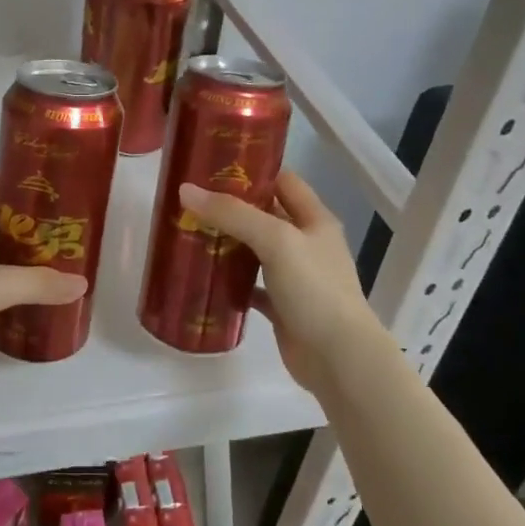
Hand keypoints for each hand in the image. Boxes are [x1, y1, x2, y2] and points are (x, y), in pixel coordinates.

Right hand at [178, 172, 385, 392]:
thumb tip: (185, 190)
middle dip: (230, 207)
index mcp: (314, 220)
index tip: (212, 166)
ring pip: (255, 250)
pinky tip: (203, 275)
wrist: (339, 359)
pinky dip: (230, 280)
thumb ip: (232, 214)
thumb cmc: (315, 290)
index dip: (252, 170)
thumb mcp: (276, 240)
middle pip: (265, 214)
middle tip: (190, 200)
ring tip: (188, 231)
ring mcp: (295, 277)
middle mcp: (306, 243)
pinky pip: (250, 285)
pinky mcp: (281, 306)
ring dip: (227, 242)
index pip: (283, 180)